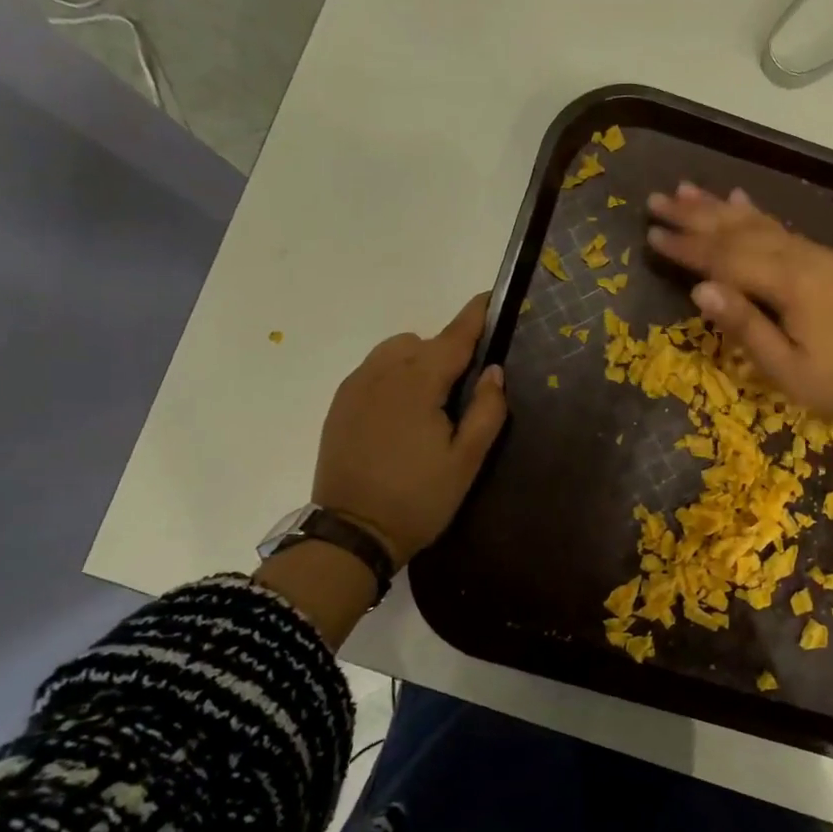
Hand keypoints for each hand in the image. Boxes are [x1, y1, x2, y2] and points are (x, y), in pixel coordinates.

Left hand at [312, 292, 507, 566]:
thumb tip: (493, 371)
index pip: (454, 336)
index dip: (475, 315)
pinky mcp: (339, 405)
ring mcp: (355, 388)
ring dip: (419, 360)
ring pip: (395, 352)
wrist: (351, 535)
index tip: (490, 296)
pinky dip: (394, 374)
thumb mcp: (466, 461)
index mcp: (417, 384)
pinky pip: (373, 370)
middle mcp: (382, 374)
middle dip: (449, 350)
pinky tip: (402, 412)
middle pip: (424, 341)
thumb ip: (486, 410)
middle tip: (466, 389)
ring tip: (432, 401)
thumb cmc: (418, 499)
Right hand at [647, 183, 832, 523]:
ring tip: (686, 189)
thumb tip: (699, 290)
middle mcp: (800, 257)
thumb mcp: (787, 369)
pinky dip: (756, 213)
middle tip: (656, 199)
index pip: (724, 258)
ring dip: (719, 207)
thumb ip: (744, 326)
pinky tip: (741, 200)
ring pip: (758, 223)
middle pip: (737, 230)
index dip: (686, 247)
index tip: (649, 234)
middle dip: (694, 215)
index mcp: (789, 283)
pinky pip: (781, 228)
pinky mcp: (826, 262)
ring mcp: (816, 255)